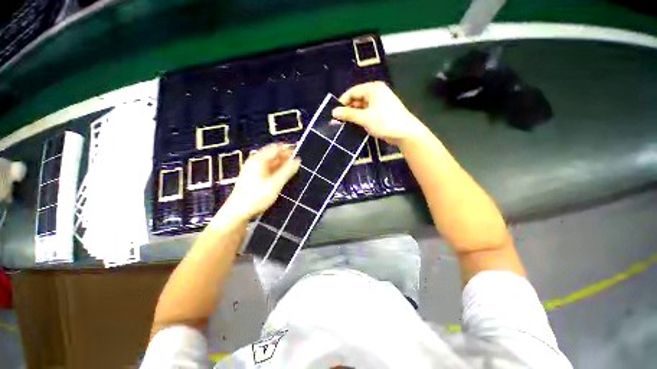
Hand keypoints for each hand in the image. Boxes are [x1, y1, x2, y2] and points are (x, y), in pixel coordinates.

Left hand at [223, 144, 299, 219]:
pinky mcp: (253, 178)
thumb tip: (297, 160)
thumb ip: (287, 171)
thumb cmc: (257, 197)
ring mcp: (253, 170)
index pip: (275, 148)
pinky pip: (266, 169)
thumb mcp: (275, 184)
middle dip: (284, 156)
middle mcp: (254, 162)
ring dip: (281, 163)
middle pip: (272, 154)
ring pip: (269, 162)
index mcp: (258, 160)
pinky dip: (275, 170)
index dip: (287, 149)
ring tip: (291, 169)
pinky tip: (281, 175)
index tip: (298, 153)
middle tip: (296, 163)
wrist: (237, 213)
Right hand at [332, 82, 424, 146]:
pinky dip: (359, 119)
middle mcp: (376, 94)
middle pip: (357, 100)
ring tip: (342, 125)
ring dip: (352, 116)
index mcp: (373, 89)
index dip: (342, 101)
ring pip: (361, 108)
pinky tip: (352, 126)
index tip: (334, 113)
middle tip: (337, 121)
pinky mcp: (380, 114)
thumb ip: (348, 114)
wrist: (405, 133)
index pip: (353, 92)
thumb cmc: (384, 121)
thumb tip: (334, 112)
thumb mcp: (364, 118)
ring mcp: (379, 104)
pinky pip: (366, 114)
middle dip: (347, 110)